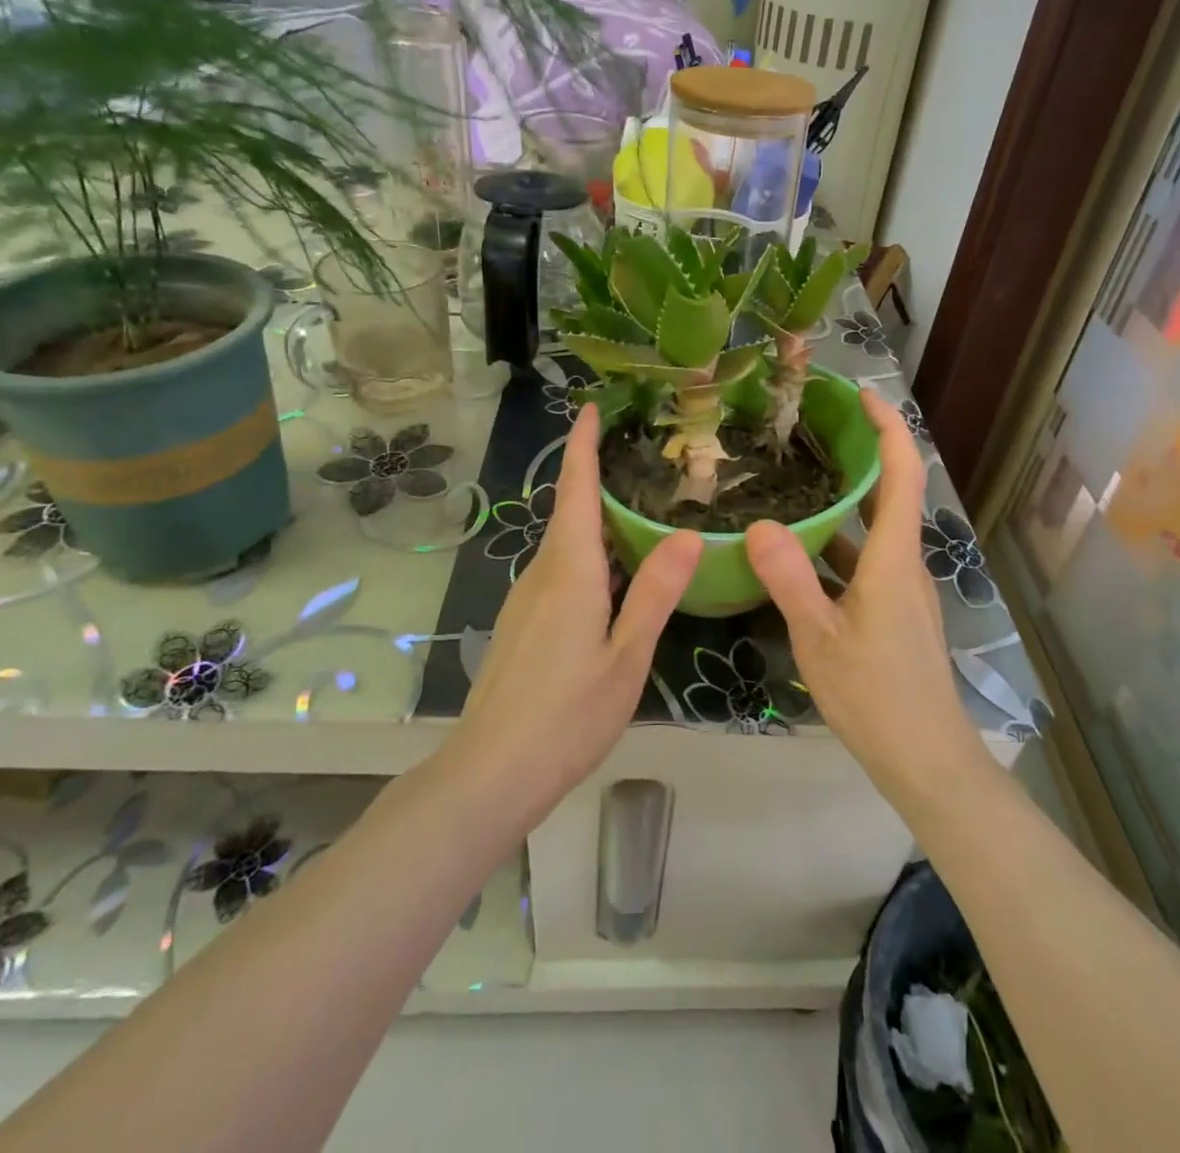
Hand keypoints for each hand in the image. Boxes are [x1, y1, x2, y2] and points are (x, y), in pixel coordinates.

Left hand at [456, 403, 702, 814]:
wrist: (491, 771)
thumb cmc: (567, 714)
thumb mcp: (627, 657)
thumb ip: (655, 593)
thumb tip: (688, 534)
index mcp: (569, 571)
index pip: (575, 490)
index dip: (582, 446)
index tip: (591, 408)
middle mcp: (542, 574)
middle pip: (570, 512)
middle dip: (597, 478)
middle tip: (643, 459)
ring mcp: (526, 600)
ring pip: (565, 545)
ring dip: (594, 519)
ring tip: (638, 510)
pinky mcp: (523, 623)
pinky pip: (560, 571)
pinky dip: (588, 555)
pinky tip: (613, 576)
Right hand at [744, 390, 984, 810]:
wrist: (926, 758)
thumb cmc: (876, 696)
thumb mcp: (820, 638)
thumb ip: (790, 579)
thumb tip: (759, 523)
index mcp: (894, 558)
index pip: (901, 473)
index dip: (888, 426)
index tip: (860, 393)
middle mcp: (904, 563)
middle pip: (891, 491)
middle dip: (861, 452)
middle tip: (814, 427)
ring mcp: (901, 589)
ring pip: (875, 528)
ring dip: (846, 499)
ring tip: (798, 478)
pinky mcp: (893, 611)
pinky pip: (865, 560)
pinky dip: (838, 542)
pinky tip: (800, 551)